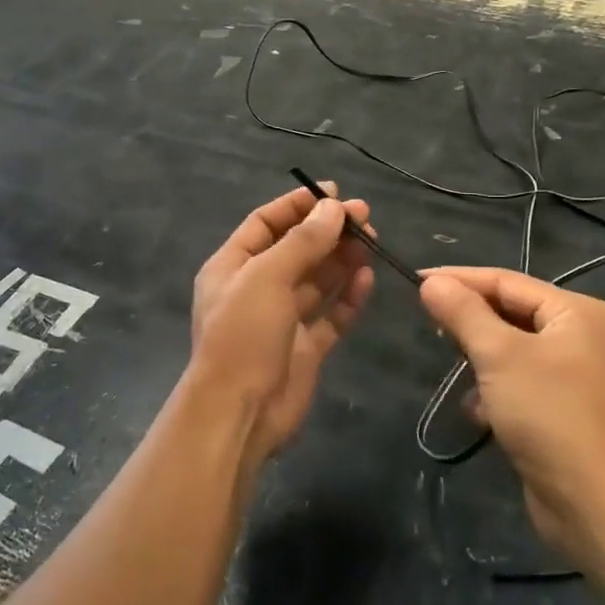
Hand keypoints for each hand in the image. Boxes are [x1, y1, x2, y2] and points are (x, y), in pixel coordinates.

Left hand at [187, 185, 375, 466]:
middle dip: (327, 231)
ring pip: (316, 280)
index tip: (334, 192)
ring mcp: (282, 319)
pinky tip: (367, 278)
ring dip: (341, 259)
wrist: (239, 412)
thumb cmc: (243, 334)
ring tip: (371, 241)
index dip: (297, 205)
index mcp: (233, 266)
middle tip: (365, 217)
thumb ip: (302, 241)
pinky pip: (330, 315)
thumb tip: (333, 207)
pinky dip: (348, 297)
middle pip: (295, 249)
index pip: (266, 223)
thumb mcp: (267, 277)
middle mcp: (256, 288)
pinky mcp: (305, 347)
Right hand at [419, 268, 604, 566]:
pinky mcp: (565, 410)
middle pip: (510, 313)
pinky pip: (519, 382)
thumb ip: (463, 312)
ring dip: (480, 362)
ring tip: (459, 375)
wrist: (599, 506)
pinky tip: (480, 413)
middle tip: (432, 329)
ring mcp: (577, 375)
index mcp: (578, 312)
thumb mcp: (499, 355)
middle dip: (470, 324)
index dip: (458, 280)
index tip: (413, 282)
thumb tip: (431, 283)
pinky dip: (495, 391)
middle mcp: (583, 336)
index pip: (506, 281)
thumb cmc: (551, 416)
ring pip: (510, 350)